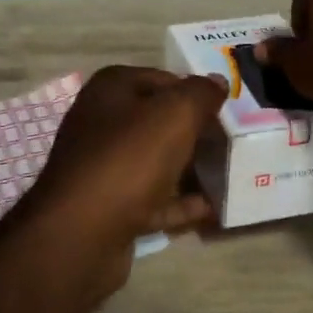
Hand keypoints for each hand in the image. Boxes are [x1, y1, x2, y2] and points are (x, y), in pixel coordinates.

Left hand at [13, 66, 225, 292]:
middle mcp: (101, 121)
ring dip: (188, 167)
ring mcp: (102, 166)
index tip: (227, 109)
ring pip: (155, 160)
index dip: (195, 92)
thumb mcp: (175, 114)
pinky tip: (211, 208)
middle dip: (194, 130)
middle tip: (231, 140)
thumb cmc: (128, 159)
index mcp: (111, 89)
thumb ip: (201, 93)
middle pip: (158, 119)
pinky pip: (152, 198)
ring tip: (228, 172)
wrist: (80, 234)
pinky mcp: (108, 206)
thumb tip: (218, 81)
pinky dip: (179, 203)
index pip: (163, 78)